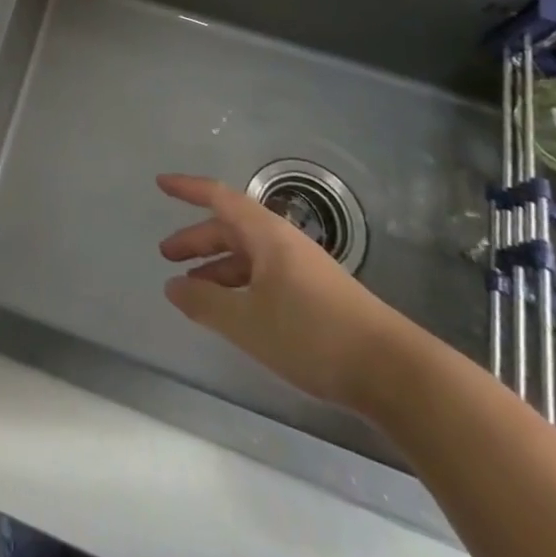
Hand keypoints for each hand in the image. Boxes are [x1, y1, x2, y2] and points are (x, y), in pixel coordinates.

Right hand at [157, 173, 411, 410]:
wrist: (394, 372)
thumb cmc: (313, 335)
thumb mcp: (248, 321)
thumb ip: (205, 302)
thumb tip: (173, 285)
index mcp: (266, 234)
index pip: (219, 197)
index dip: (188, 188)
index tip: (161, 183)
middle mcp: (283, 242)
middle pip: (231, 228)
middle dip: (197, 239)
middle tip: (167, 255)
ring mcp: (302, 269)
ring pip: (248, 256)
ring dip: (217, 266)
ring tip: (192, 289)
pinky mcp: (316, 296)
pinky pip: (265, 277)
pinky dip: (240, 285)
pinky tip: (234, 311)